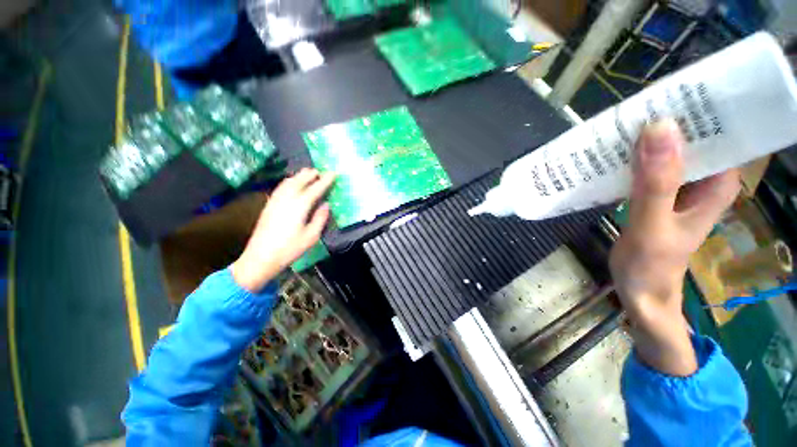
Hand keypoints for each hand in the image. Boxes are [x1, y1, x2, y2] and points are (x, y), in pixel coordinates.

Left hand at [231, 169, 335, 292]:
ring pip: (288, 182)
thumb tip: (326, 205)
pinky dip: (289, 181)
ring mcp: (275, 201)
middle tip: (320, 171)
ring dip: (299, 175)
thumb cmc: (290, 249)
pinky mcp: (269, 206)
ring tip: (307, 173)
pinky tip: (291, 183)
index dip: (325, 180)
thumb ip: (320, 218)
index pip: (315, 188)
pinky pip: (280, 187)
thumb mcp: (312, 236)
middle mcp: (287, 199)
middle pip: (299, 181)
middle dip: (311, 174)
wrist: (260, 257)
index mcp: (300, 206)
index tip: (333, 173)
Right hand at [609, 120, 739, 375]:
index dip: (704, 105)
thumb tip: (659, 127)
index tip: (676, 87)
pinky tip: (612, 153)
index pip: (723, 130)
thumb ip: (657, 182)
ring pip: (667, 149)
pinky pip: (648, 165)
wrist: (640, 292)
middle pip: (693, 136)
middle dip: (667, 118)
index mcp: (718, 182)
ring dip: (645, 136)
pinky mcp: (656, 193)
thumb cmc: (651, 265)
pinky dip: (632, 156)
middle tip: (637, 103)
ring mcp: (678, 186)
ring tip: (619, 124)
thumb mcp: (654, 224)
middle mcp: (703, 179)